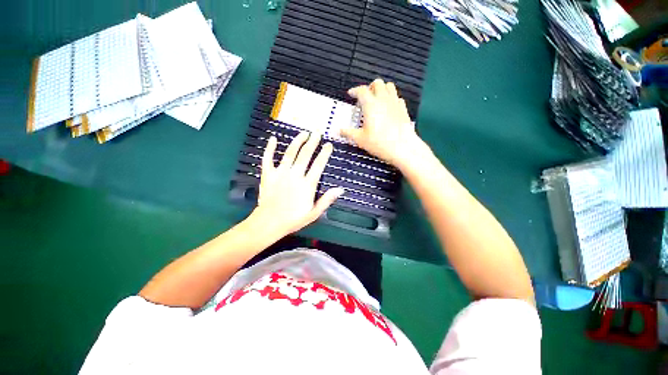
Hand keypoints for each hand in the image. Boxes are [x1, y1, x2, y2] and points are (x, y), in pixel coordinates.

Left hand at [249, 132, 343, 237]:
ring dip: (297, 141)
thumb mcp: (314, 213)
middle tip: (317, 132)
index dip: (324, 153)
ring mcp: (280, 173)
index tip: (328, 145)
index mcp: (307, 184)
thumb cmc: (294, 219)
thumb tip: (340, 189)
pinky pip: (268, 158)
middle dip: (312, 142)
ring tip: (303, 133)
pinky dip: (270, 148)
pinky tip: (273, 138)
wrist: (269, 223)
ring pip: (290, 153)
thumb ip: (327, 200)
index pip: (318, 165)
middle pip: (305, 154)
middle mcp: (295, 175)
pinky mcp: (268, 174)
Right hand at [341, 79, 426, 169]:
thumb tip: (338, 130)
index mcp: (370, 104)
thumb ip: (348, 133)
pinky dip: (391, 98)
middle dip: (369, 87)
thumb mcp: (360, 139)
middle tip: (365, 97)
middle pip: (377, 83)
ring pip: (389, 86)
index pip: (361, 90)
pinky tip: (388, 108)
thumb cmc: (379, 143)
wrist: (402, 147)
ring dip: (382, 89)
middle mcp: (383, 99)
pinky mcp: (403, 109)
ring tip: (377, 99)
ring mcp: (395, 102)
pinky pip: (397, 97)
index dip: (355, 90)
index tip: (351, 94)